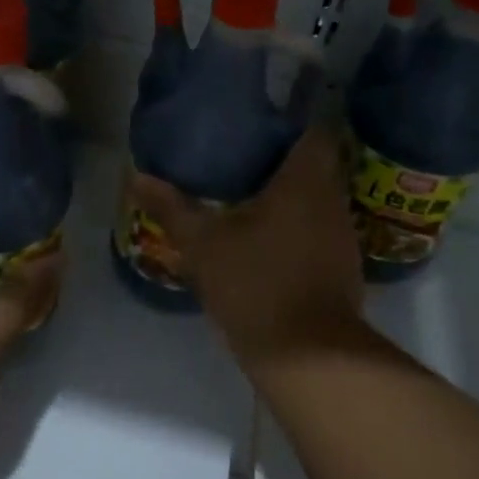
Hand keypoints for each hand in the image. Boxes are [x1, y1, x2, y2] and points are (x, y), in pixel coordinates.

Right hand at [129, 127, 364, 367]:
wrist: (306, 356)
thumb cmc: (255, 283)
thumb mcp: (203, 244)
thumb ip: (172, 208)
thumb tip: (136, 177)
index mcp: (305, 181)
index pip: (314, 131)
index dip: (290, 122)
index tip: (258, 124)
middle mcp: (332, 201)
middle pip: (316, 165)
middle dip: (283, 159)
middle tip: (242, 157)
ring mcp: (342, 237)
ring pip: (318, 200)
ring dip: (291, 195)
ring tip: (250, 192)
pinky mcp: (342, 269)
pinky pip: (319, 230)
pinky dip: (297, 226)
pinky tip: (267, 237)